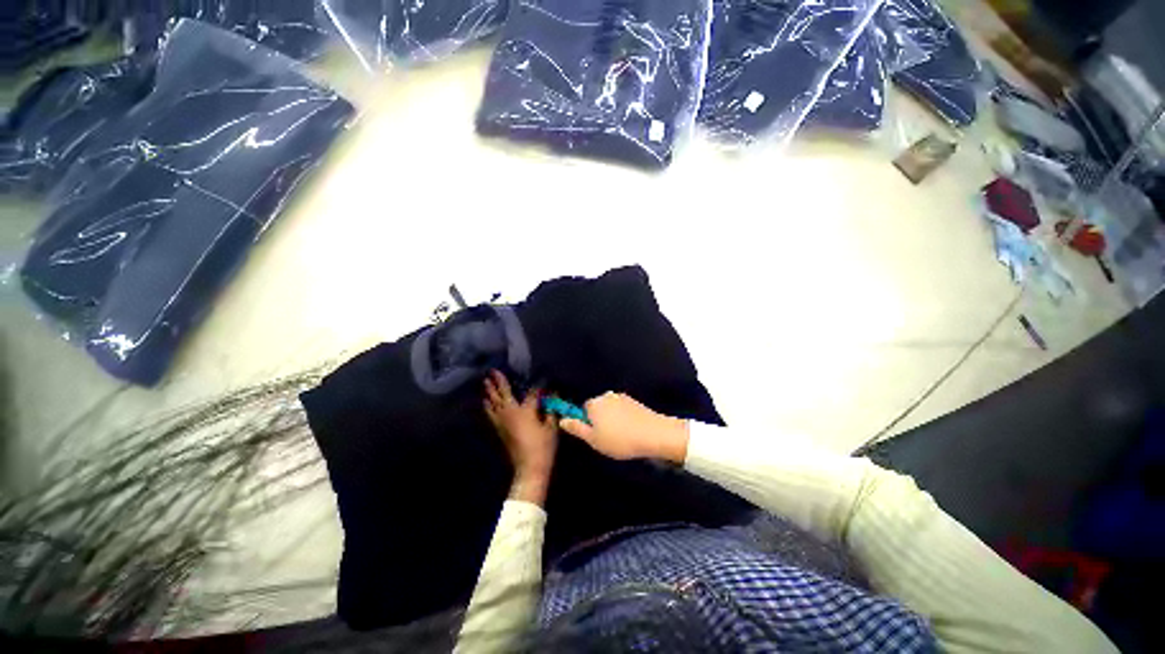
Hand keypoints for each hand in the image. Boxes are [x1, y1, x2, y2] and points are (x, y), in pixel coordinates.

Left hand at [483, 370, 557, 503]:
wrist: (529, 467)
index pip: (532, 392)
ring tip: (485, 382)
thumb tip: (553, 396)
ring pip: (494, 403)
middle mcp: (511, 412)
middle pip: (503, 394)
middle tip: (492, 371)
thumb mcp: (551, 426)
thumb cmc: (543, 446)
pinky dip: (488, 406)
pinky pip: (491, 414)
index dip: (538, 386)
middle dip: (498, 382)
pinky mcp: (499, 429)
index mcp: (526, 410)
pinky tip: (485, 402)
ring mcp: (502, 421)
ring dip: (490, 392)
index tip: (542, 380)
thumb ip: (551, 410)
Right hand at [559, 392, 688, 462]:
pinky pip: (623, 410)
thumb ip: (577, 428)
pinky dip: (624, 418)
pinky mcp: (635, 401)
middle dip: (600, 420)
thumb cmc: (619, 439)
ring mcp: (623, 397)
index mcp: (594, 403)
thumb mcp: (594, 440)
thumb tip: (562, 419)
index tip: (595, 435)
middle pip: (597, 407)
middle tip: (607, 438)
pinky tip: (631, 431)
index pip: (583, 409)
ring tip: (622, 436)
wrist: (653, 434)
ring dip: (613, 419)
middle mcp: (606, 395)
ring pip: (611, 409)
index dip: (587, 422)